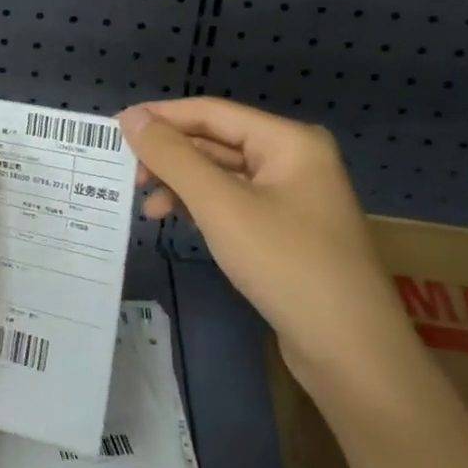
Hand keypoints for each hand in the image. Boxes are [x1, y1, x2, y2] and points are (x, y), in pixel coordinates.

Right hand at [119, 99, 414, 391]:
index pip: (212, 112)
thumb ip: (173, 157)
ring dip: (182, 185)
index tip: (114, 129)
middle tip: (126, 174)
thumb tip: (130, 117)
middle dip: (170, 156)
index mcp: (289, 141)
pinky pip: (233, 203)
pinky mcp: (286, 231)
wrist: (352, 355)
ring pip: (222, 175)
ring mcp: (293, 197)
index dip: (161, 117)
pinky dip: (202, 208)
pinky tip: (176, 221)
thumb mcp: (220, 206)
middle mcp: (294, 160)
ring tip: (146, 206)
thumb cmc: (287, 265)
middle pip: (217, 142)